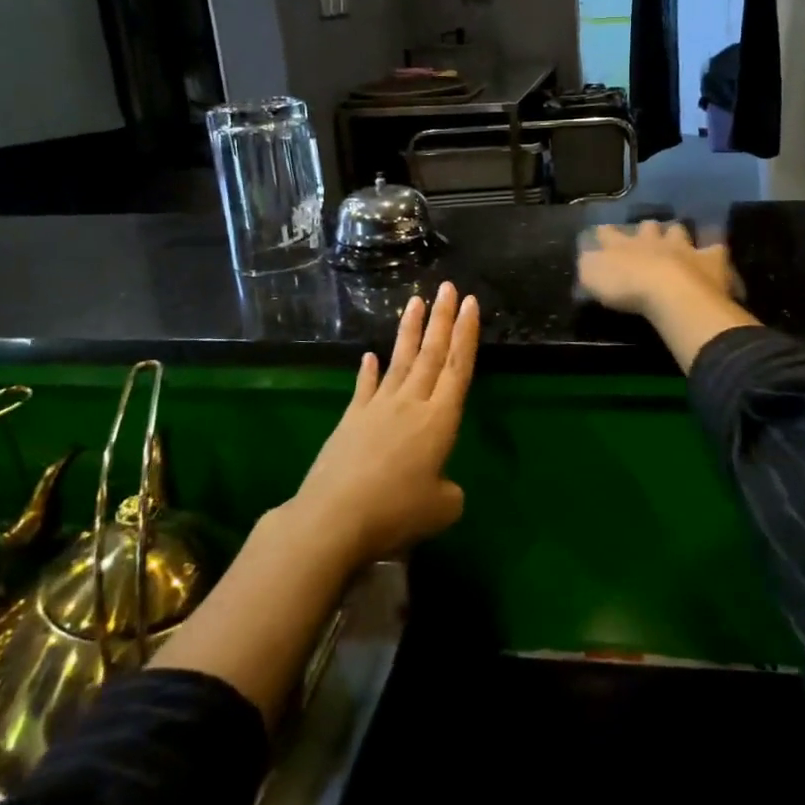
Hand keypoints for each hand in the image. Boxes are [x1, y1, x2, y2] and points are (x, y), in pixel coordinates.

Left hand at [289, 282, 479, 566]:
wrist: (334, 517)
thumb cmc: (396, 512)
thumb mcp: (441, 509)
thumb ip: (450, 492)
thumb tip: (442, 486)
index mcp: (439, 421)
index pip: (458, 368)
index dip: (466, 335)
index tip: (470, 304)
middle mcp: (411, 404)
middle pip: (431, 354)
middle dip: (442, 319)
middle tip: (448, 287)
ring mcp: (378, 408)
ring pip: (400, 361)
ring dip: (410, 330)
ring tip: (415, 301)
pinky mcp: (351, 420)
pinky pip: (365, 387)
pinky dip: (368, 371)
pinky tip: (369, 356)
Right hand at [577, 220, 736, 316]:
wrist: (671, 292)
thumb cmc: (627, 287)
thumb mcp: (593, 277)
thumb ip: (589, 265)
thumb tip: (587, 258)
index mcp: (622, 245)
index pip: (609, 234)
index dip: (605, 233)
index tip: (602, 232)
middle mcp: (652, 241)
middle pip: (648, 227)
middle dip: (646, 230)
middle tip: (645, 235)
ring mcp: (683, 248)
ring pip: (679, 232)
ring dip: (676, 235)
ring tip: (677, 241)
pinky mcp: (709, 260)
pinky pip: (714, 250)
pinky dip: (713, 251)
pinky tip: (714, 254)